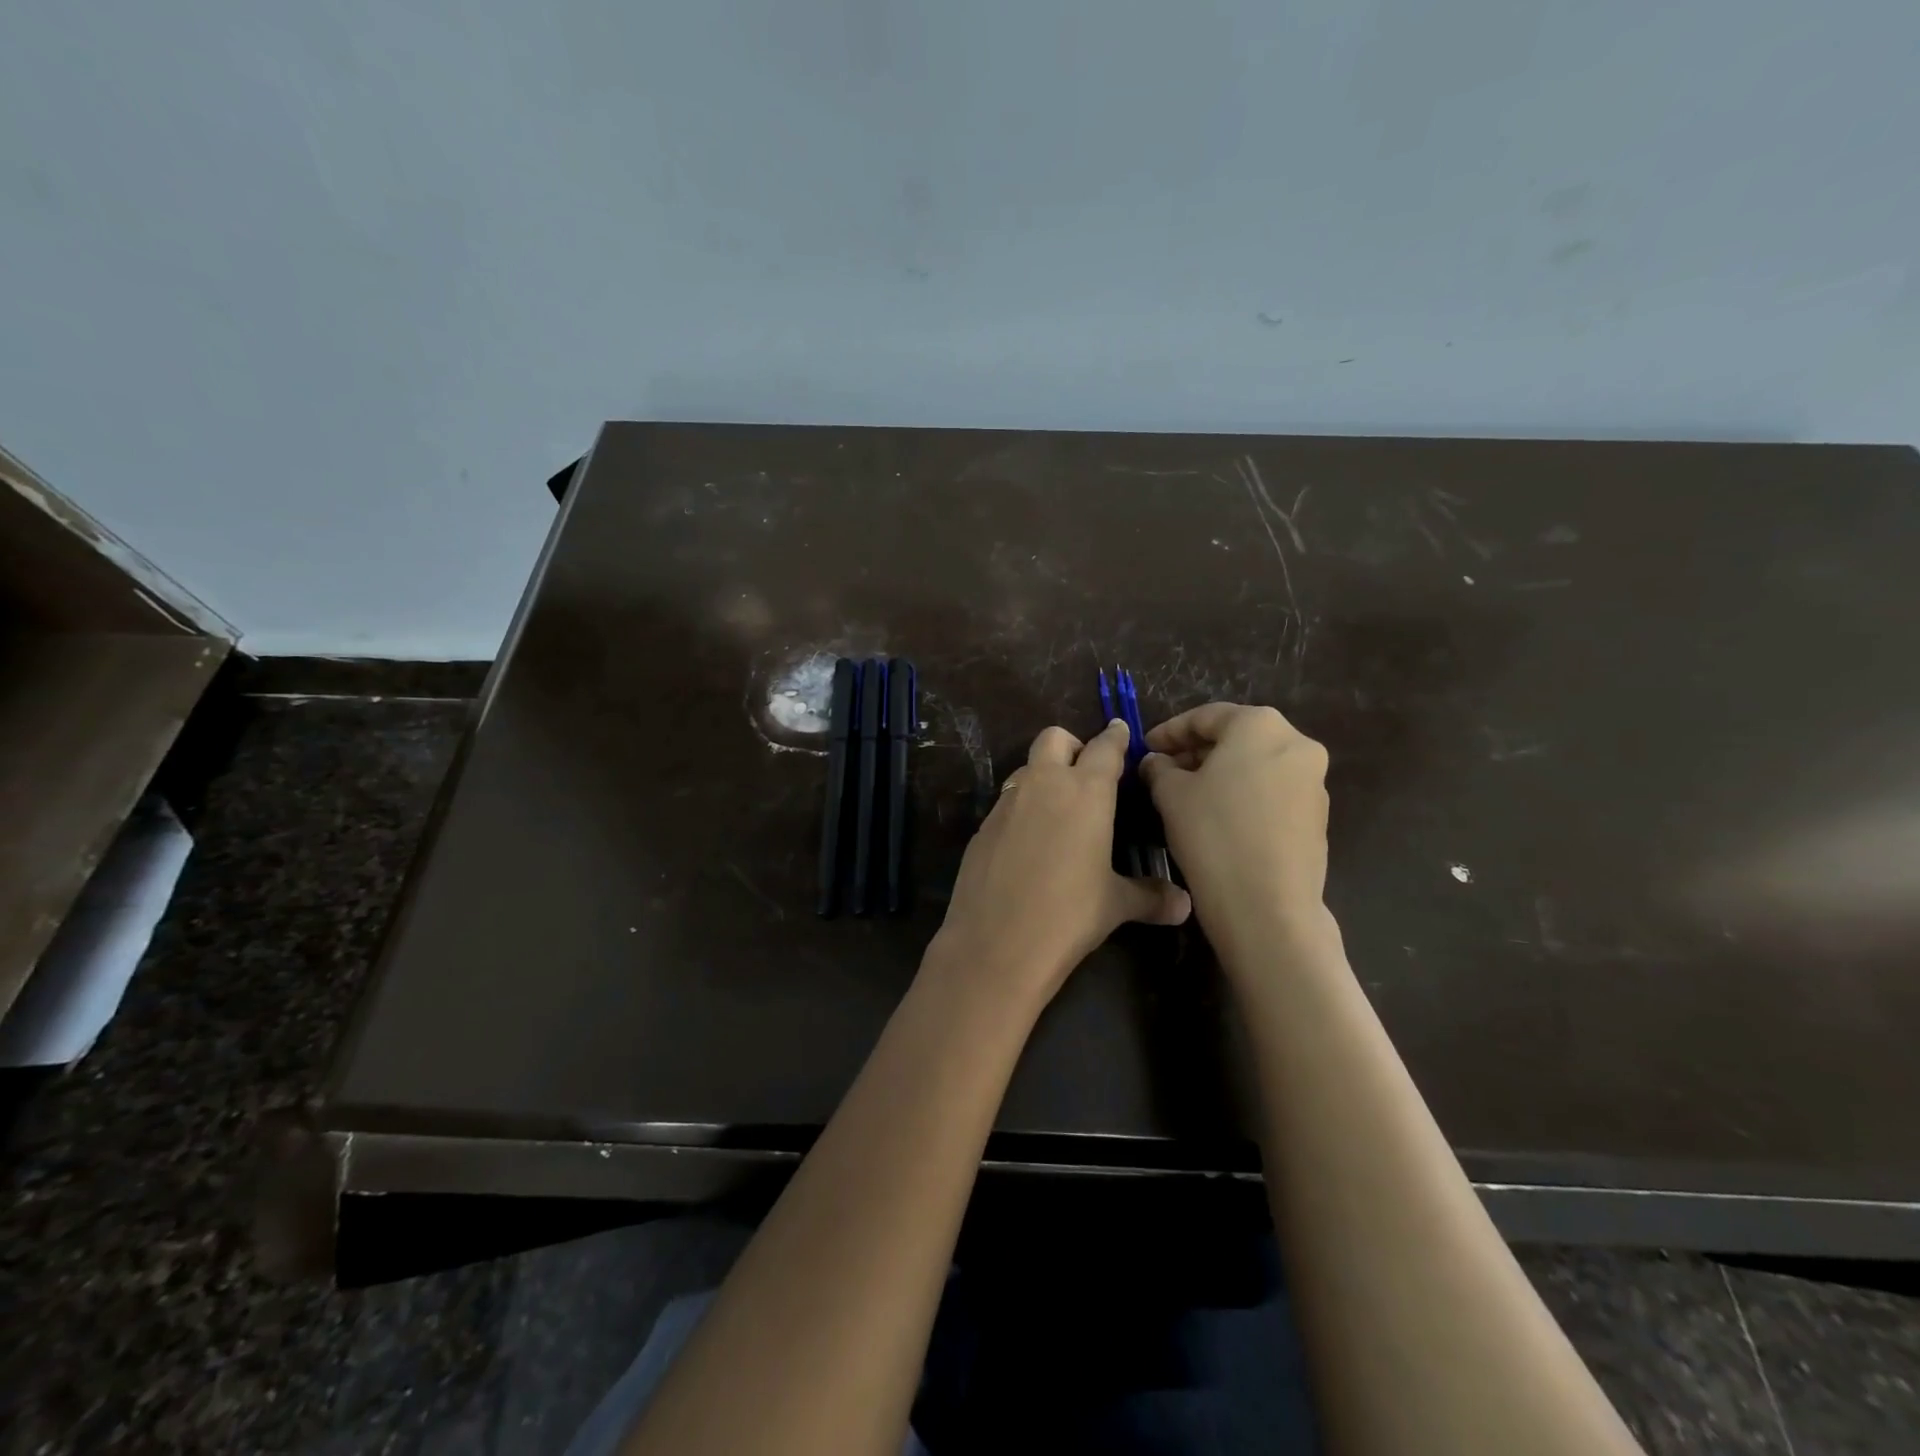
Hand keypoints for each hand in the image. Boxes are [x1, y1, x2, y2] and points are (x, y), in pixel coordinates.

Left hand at [925, 719, 1190, 1015]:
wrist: (996, 943)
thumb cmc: (1068, 915)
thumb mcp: (1115, 904)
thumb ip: (1150, 897)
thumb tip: (1185, 905)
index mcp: (1085, 792)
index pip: (1105, 748)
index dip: (1116, 737)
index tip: (1121, 730)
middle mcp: (1043, 785)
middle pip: (1054, 738)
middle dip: (1071, 746)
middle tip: (1085, 773)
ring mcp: (1007, 803)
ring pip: (1026, 769)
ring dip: (1043, 777)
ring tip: (1058, 811)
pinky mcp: (982, 827)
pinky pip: (1006, 803)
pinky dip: (1021, 810)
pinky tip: (1028, 844)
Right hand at [1139, 703, 1329, 942]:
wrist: (1267, 906)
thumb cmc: (1213, 834)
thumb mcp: (1171, 794)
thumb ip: (1159, 768)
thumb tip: (1156, 762)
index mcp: (1260, 726)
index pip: (1205, 717)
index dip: (1168, 732)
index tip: (1145, 749)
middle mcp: (1296, 744)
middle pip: (1236, 737)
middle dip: (1196, 752)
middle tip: (1163, 771)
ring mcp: (1314, 781)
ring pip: (1255, 765)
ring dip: (1220, 773)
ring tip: (1186, 796)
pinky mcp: (1317, 816)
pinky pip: (1272, 792)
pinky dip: (1243, 795)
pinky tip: (1218, 819)